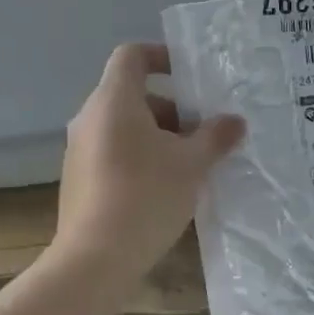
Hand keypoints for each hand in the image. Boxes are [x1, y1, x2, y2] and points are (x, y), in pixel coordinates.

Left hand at [56, 43, 245, 289]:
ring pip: (124, 126)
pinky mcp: (79, 179)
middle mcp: (90, 118)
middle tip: (203, 132)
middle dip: (172, 109)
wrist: (95, 259)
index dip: (161, 55)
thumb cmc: (146, 196)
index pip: (131, 56)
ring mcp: (80, 150)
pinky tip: (165, 188)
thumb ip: (215, 137)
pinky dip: (140, 156)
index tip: (190, 75)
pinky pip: (113, 152)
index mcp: (113, 101)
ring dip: (159, 136)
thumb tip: (235, 122)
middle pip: (132, 95)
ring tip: (191, 164)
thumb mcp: (191, 164)